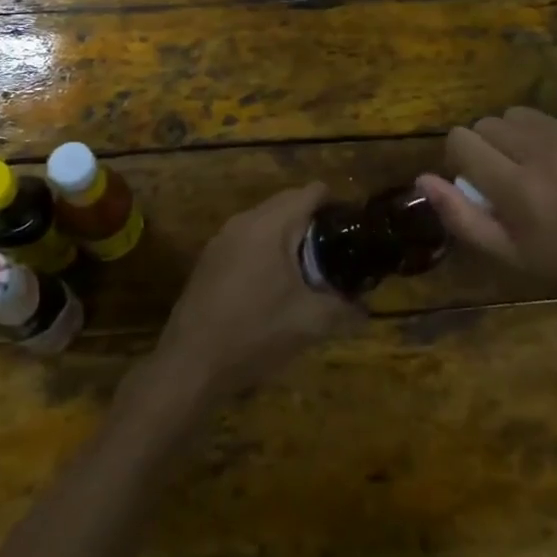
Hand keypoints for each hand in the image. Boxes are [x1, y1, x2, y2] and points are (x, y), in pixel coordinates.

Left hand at [151, 183, 363, 400]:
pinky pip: (247, 240)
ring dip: (289, 239)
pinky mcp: (209, 260)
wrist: (190, 365)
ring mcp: (222, 239)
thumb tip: (366, 309)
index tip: (352, 229)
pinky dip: (267, 251)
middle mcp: (243, 221)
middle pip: (287, 203)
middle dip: (314, 223)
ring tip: (310, 271)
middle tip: (337, 253)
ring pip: (266, 223)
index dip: (336, 204)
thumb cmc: (254, 333)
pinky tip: (275, 287)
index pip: (310, 192)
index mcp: (269, 225)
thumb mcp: (309, 324)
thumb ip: (344, 310)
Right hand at [417, 106, 556, 314]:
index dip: (460, 159)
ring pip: (521, 115)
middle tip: (510, 178)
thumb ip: (461, 217)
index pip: (461, 139)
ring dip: (519, 137)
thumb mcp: (512, 259)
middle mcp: (543, 151)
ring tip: (539, 168)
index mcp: (517, 187)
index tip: (477, 181)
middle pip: (488, 123)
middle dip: (488, 147)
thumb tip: (423, 179)